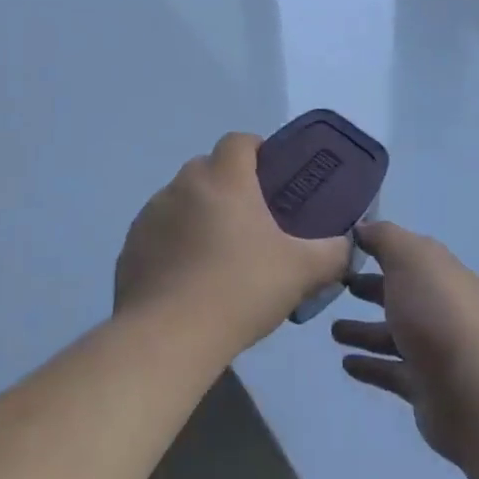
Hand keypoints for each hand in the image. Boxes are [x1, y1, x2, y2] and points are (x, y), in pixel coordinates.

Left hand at [116, 132, 352, 360]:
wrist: (168, 337)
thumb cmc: (240, 290)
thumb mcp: (302, 272)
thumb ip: (332, 253)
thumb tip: (347, 245)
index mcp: (224, 179)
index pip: (239, 141)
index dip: (257, 151)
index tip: (272, 178)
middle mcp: (183, 185)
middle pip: (208, 168)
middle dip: (229, 185)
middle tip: (251, 222)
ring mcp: (151, 215)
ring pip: (181, 200)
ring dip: (198, 215)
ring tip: (218, 256)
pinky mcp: (131, 246)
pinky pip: (159, 232)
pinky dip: (173, 244)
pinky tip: (188, 280)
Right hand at [332, 221, 478, 465]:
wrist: (471, 392)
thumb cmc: (436, 313)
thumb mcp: (409, 259)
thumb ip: (384, 238)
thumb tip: (364, 228)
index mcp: (442, 273)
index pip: (410, 254)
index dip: (381, 248)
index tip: (347, 247)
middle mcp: (442, 308)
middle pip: (402, 293)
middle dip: (371, 288)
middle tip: (338, 286)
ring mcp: (435, 349)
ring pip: (393, 334)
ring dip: (364, 331)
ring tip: (332, 331)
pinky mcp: (425, 386)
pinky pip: (391, 370)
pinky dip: (369, 365)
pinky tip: (345, 363)